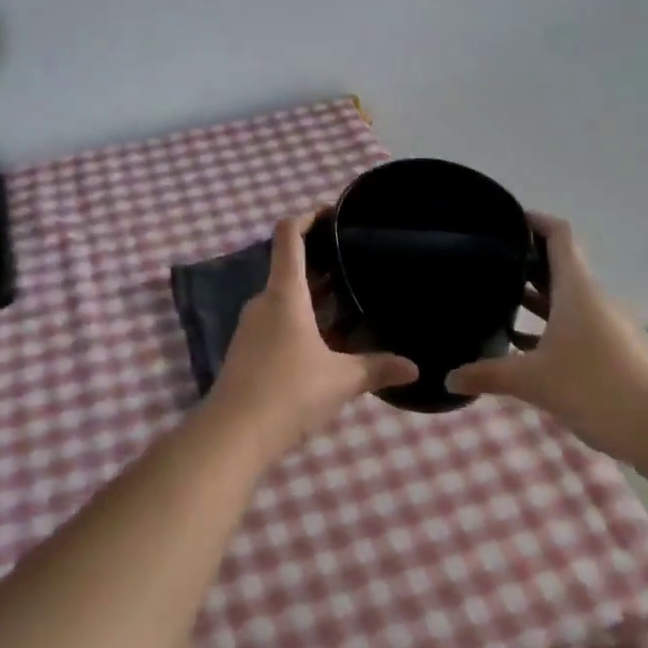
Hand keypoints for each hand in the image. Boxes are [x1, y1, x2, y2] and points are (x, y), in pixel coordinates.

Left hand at [206, 214, 417, 459]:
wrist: (233, 434)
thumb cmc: (289, 392)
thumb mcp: (340, 380)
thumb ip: (376, 368)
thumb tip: (414, 368)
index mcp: (285, 293)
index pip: (288, 235)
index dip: (307, 217)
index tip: (330, 213)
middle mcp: (264, 301)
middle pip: (290, 267)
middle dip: (321, 263)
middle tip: (354, 264)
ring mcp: (252, 325)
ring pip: (285, 297)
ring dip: (313, 295)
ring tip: (347, 302)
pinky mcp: (247, 349)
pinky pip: (277, 320)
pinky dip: (301, 318)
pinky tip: (325, 340)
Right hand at [445, 213, 647, 464]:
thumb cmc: (596, 388)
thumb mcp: (533, 382)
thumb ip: (488, 375)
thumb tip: (450, 377)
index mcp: (576, 288)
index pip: (559, 234)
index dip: (534, 220)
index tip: (506, 220)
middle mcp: (594, 298)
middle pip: (559, 266)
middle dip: (525, 263)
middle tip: (488, 265)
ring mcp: (610, 326)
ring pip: (568, 299)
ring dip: (537, 300)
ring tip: (500, 306)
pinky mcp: (619, 352)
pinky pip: (579, 326)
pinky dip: (553, 328)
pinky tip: (528, 350)